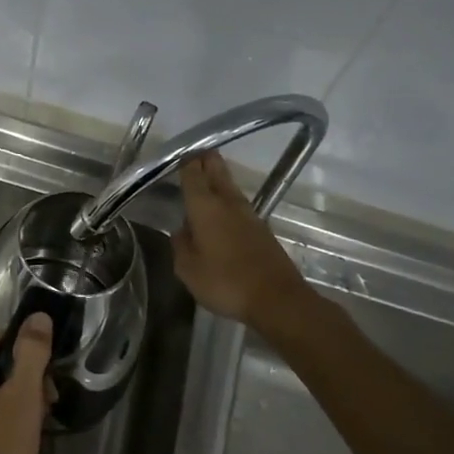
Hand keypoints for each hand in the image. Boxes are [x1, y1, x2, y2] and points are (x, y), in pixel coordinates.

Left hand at [0, 314, 53, 453]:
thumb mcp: (22, 401)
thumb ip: (31, 354)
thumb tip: (39, 316)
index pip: (4, 341)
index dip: (32, 360)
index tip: (48, 388)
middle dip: (26, 384)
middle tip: (44, 411)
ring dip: (19, 401)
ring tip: (33, 428)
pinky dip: (3, 414)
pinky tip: (18, 436)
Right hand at [174, 152, 305, 326]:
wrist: (277, 299)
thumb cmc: (226, 281)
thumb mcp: (188, 269)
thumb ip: (180, 244)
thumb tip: (182, 230)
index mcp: (204, 206)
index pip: (192, 172)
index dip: (184, 160)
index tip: (176, 155)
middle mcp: (227, 201)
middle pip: (216, 168)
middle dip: (204, 159)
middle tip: (191, 156)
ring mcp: (248, 213)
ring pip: (228, 184)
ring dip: (216, 178)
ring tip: (202, 181)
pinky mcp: (261, 227)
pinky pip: (238, 203)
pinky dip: (226, 199)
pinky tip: (219, 211)